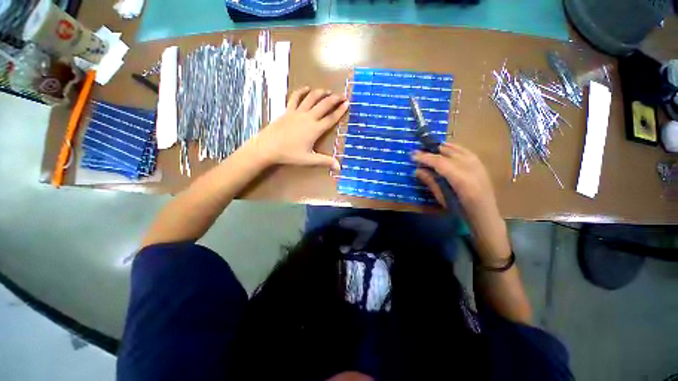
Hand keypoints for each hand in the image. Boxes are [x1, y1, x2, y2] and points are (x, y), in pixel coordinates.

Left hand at [249, 86, 347, 170]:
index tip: (347, 103)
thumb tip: (339, 167)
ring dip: (321, 93)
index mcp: (315, 129)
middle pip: (324, 105)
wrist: (268, 147)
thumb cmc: (289, 154)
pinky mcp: (288, 110)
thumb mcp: (309, 159)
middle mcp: (308, 117)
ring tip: (328, 91)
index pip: (331, 118)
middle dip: (335, 99)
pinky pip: (295, 97)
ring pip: (311, 98)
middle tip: (342, 96)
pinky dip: (302, 91)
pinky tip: (306, 88)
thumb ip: (325, 161)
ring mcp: (297, 112)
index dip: (340, 111)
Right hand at [412, 143, 510, 261]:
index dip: (425, 157)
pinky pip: (466, 151)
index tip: (412, 155)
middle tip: (418, 151)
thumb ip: (431, 182)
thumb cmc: (461, 211)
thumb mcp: (443, 198)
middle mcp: (471, 169)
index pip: (440, 163)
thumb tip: (417, 170)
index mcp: (461, 180)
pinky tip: (448, 147)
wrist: (485, 215)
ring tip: (430, 147)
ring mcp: (478, 165)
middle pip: (448, 154)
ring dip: (443, 147)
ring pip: (458, 150)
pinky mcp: (481, 165)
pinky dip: (455, 148)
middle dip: (432, 151)